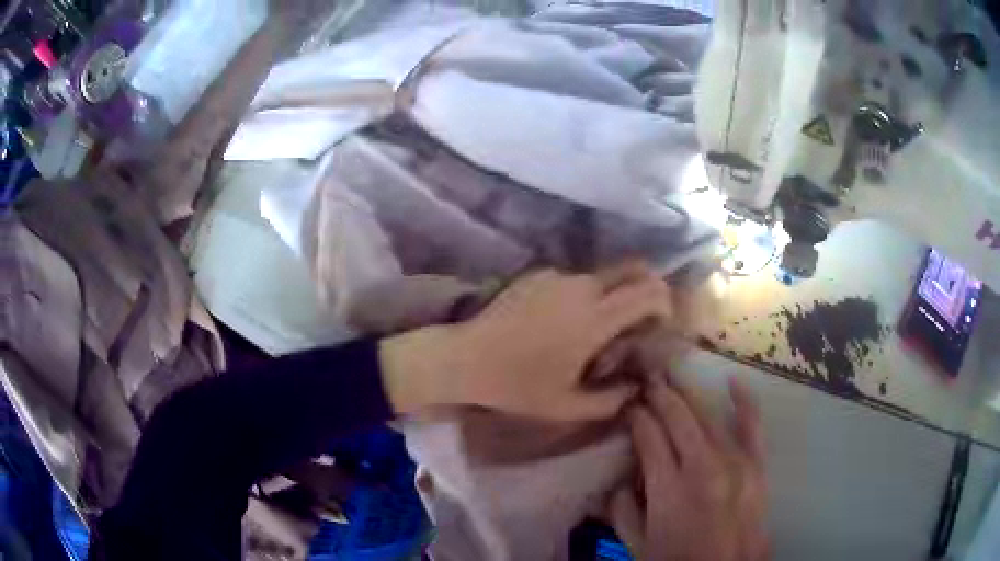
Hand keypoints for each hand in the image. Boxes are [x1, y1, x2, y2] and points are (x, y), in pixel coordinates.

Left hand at [379, 262, 672, 419]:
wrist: (464, 358)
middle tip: (640, 318)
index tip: (660, 324)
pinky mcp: (538, 273)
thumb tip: (635, 387)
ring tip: (594, 328)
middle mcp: (582, 287)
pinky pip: (574, 279)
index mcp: (595, 317)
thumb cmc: (517, 385)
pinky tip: (561, 322)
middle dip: (647, 287)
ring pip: (602, 276)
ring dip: (612, 295)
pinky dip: (583, 295)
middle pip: (632, 268)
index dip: (664, 303)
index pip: (649, 292)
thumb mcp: (567, 406)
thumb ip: (611, 401)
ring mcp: (557, 276)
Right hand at [608, 375, 768, 560]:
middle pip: (677, 419)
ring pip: (708, 417)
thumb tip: (619, 479)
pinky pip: (752, 426)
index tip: (627, 405)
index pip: (649, 437)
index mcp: (669, 490)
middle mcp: (702, 468)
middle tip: (646, 379)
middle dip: (659, 395)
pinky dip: (744, 401)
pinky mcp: (757, 465)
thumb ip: (622, 510)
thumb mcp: (637, 545)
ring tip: (672, 376)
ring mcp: (735, 463)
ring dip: (688, 394)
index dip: (636, 417)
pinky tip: (732, 380)